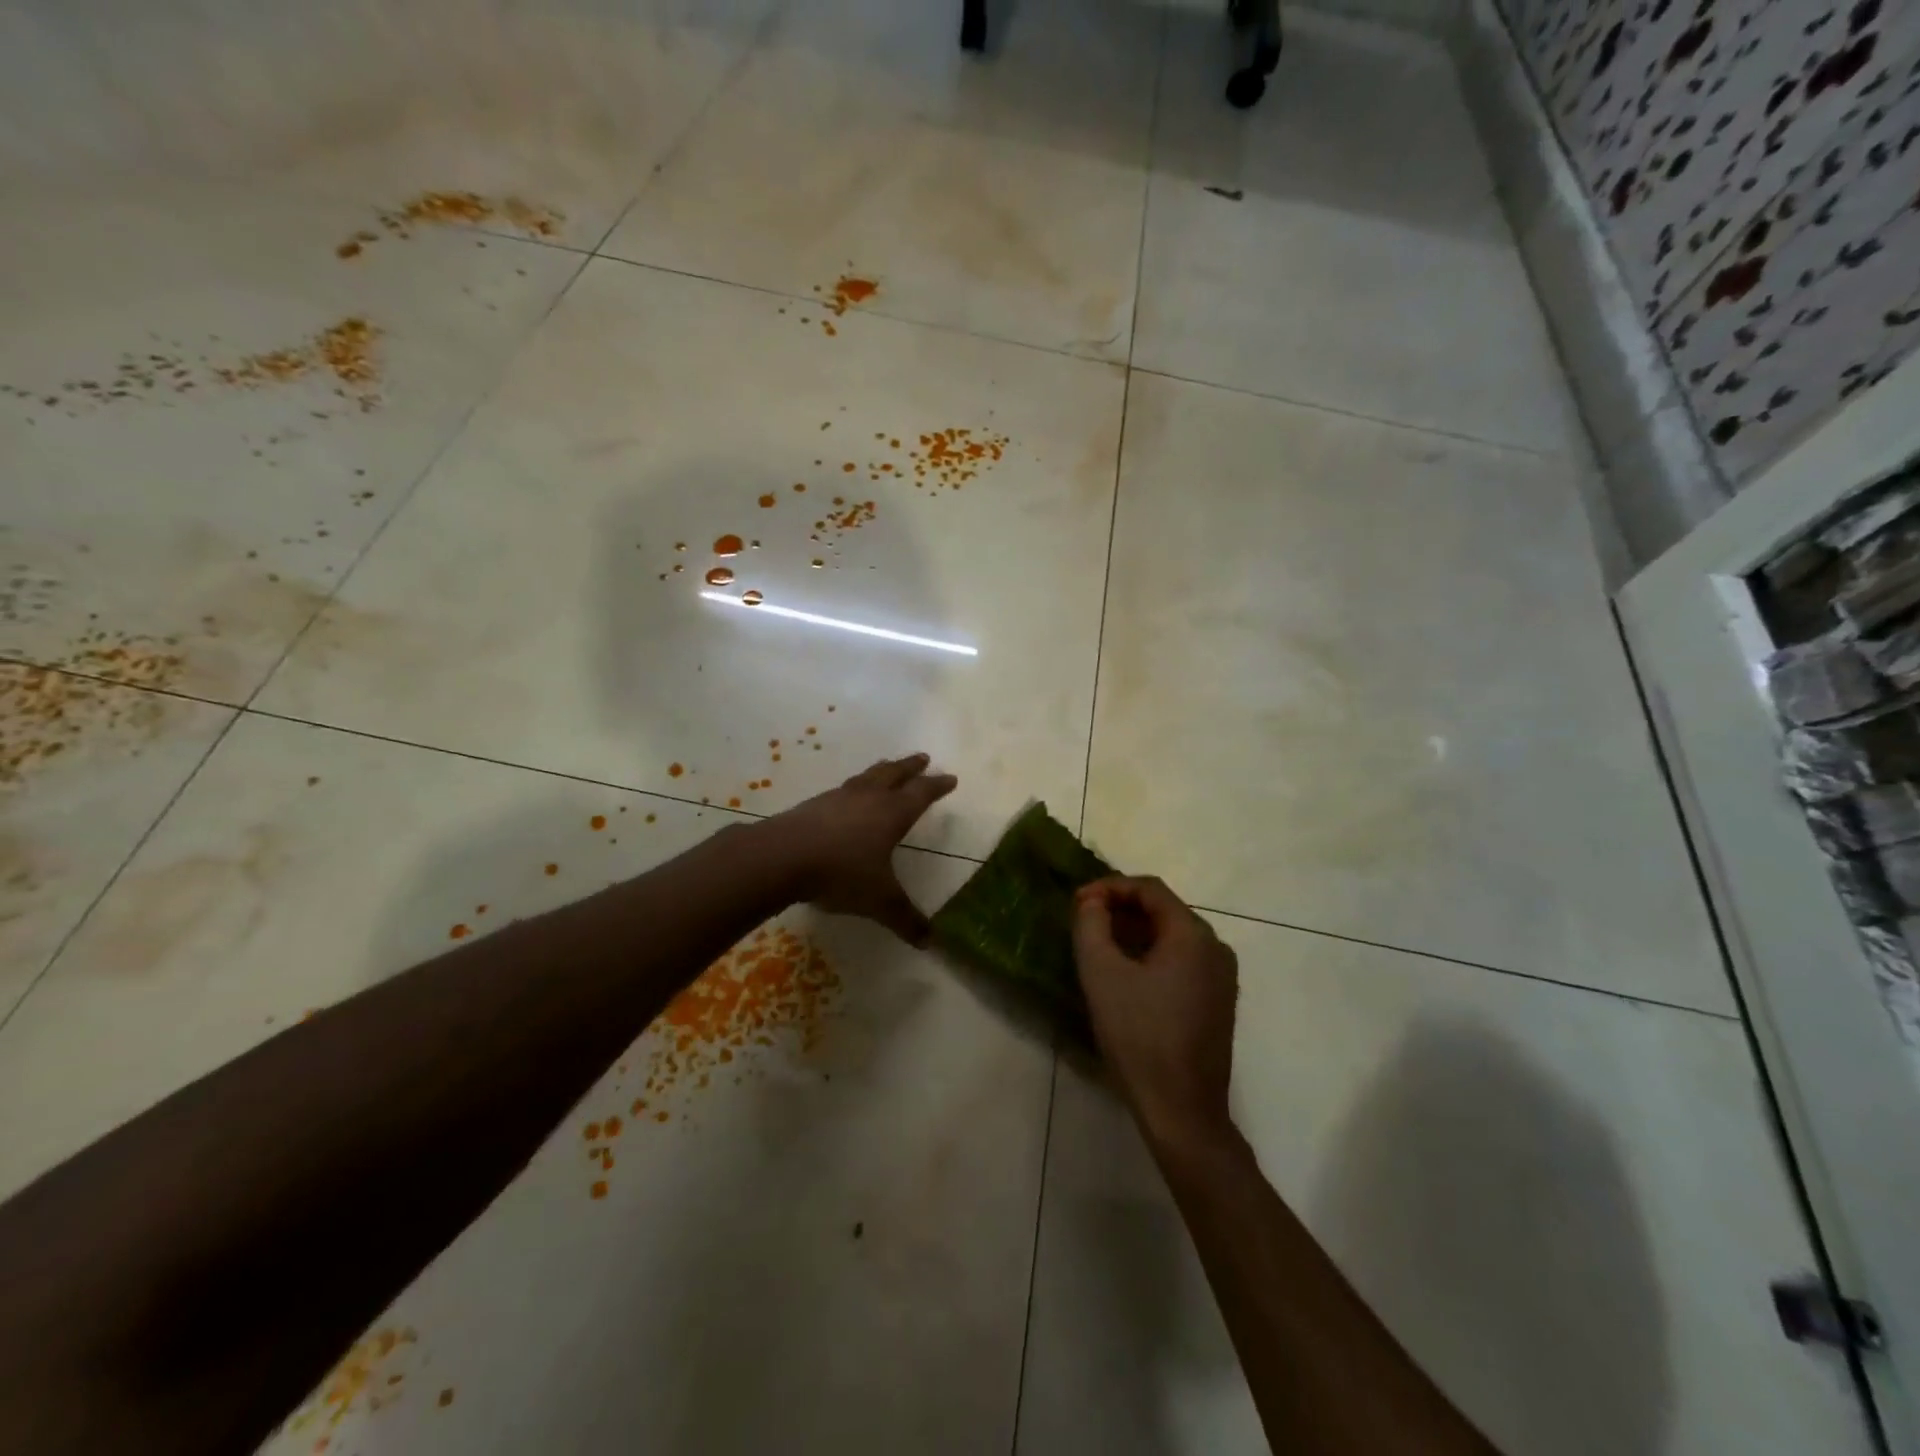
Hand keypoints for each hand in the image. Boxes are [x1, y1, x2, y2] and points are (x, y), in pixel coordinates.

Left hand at [760, 753, 957, 944]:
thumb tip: (931, 943)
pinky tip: (849, 796)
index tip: (950, 778)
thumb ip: (906, 920)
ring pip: (868, 776)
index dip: (937, 786)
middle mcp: (869, 797)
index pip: (922, 793)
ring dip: (882, 770)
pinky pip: (844, 788)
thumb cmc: (841, 873)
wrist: (782, 857)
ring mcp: (839, 797)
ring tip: (888, 767)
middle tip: (922, 758)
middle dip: (911, 766)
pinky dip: (856, 786)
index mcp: (893, 813)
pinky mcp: (815, 804)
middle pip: (895, 774)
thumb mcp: (879, 901)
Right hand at [1072, 876, 1238, 1150]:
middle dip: (1121, 909)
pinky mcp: (1218, 1002)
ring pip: (1173, 937)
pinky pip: (1182, 961)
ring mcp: (1222, 977)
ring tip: (1100, 945)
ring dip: (1135, 933)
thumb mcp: (1102, 974)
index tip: (1077, 903)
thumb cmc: (1139, 1037)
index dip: (1109, 887)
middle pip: (1164, 910)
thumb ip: (1091, 925)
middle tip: (1084, 922)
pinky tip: (1126, 974)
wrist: (1182, 1111)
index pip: (1150, 889)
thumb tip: (1093, 902)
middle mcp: (1215, 948)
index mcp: (1193, 935)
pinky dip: (1152, 955)